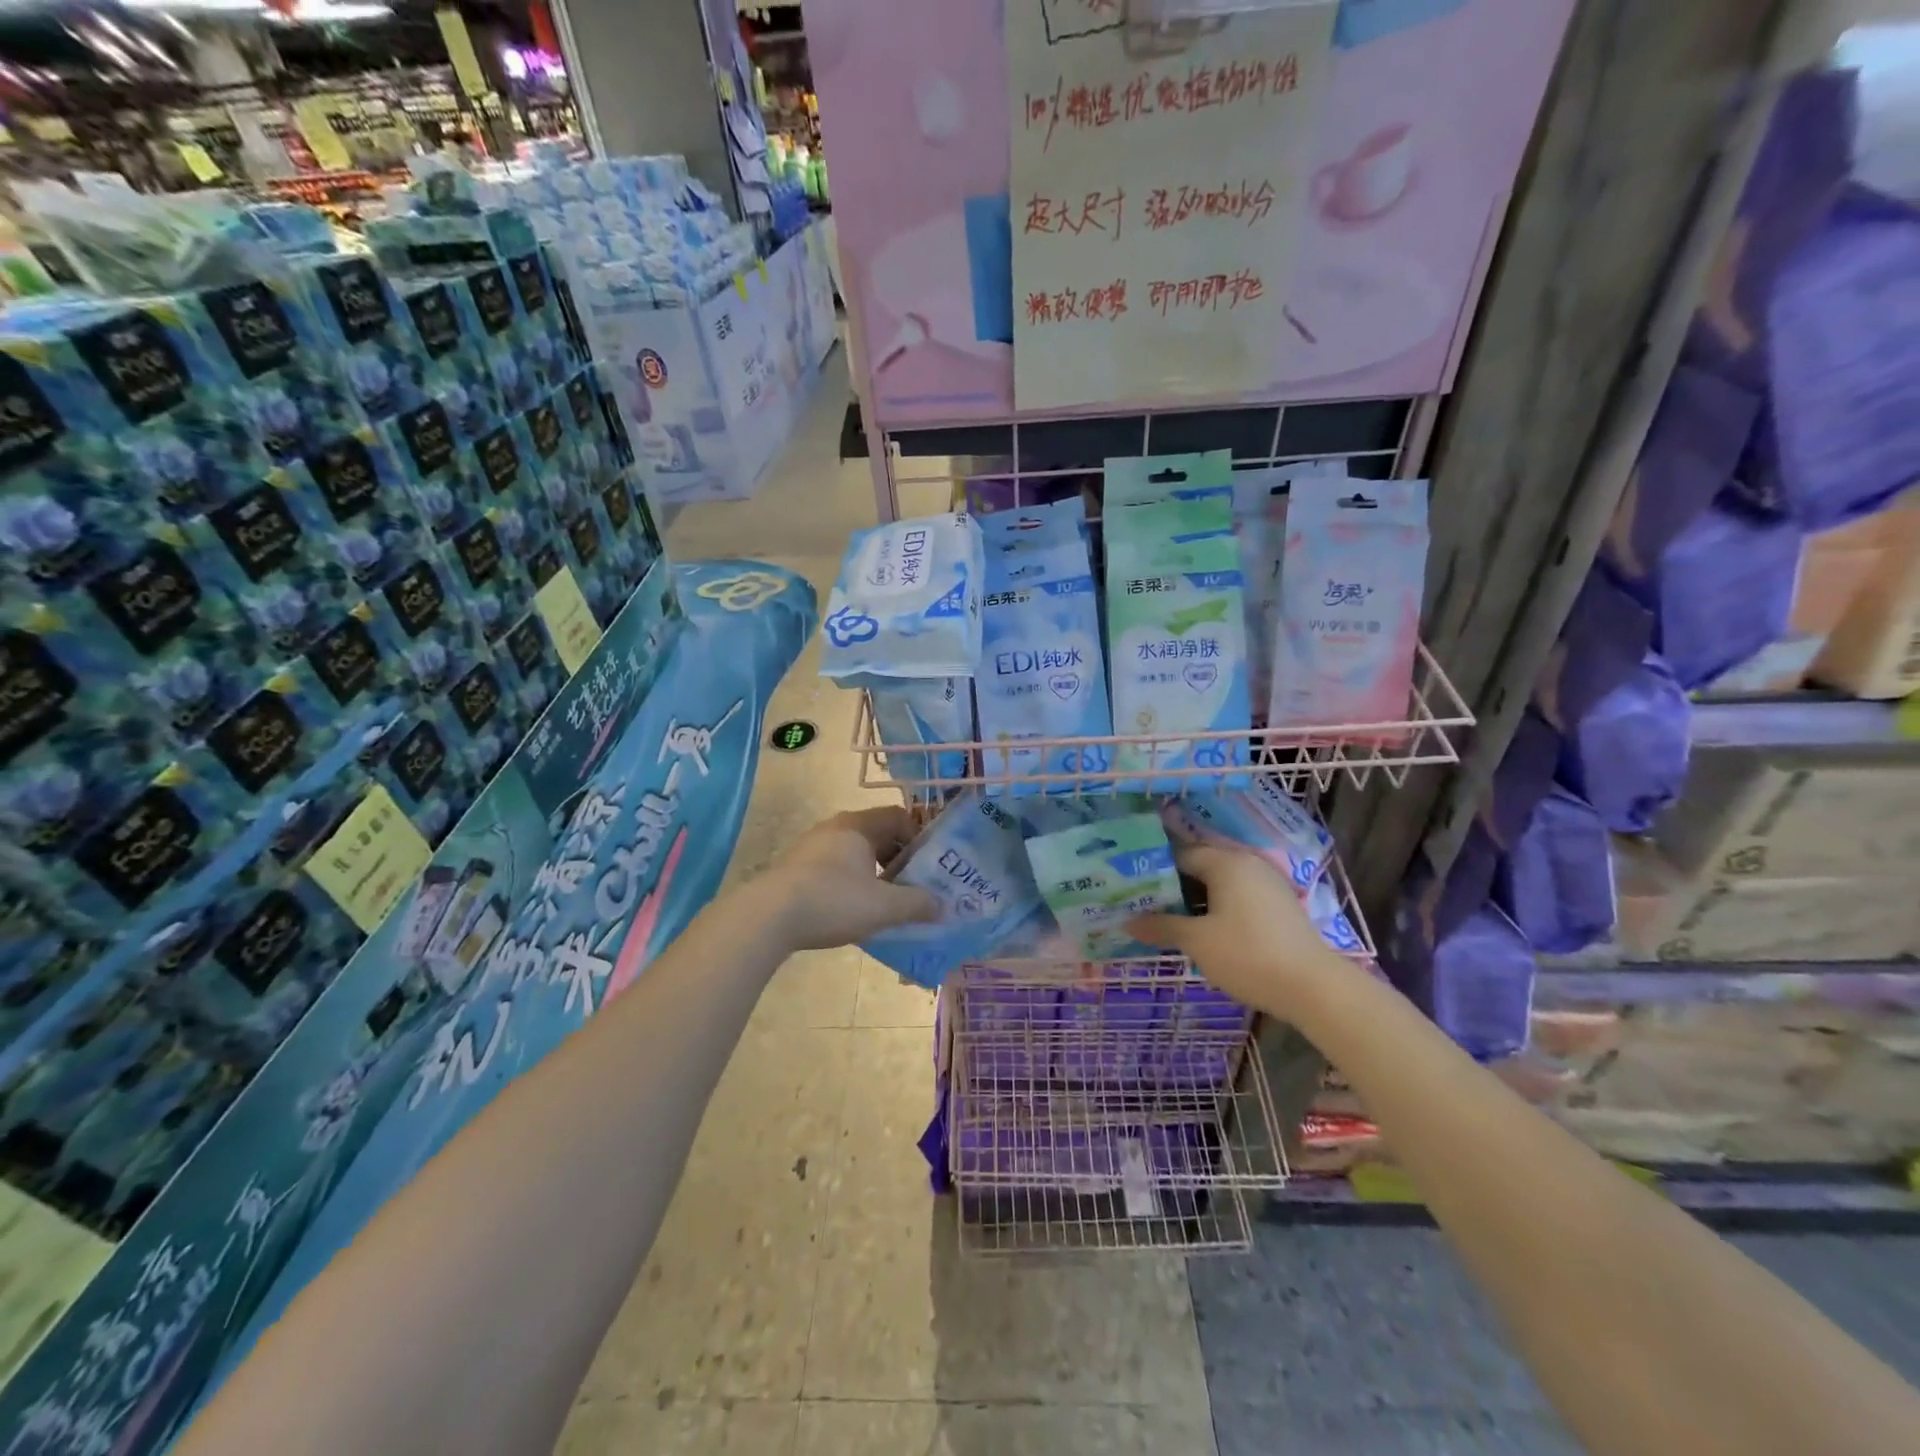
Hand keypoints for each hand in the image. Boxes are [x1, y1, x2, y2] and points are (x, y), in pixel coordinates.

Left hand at [753, 807, 940, 951]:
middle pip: (877, 834)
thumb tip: (943, 906)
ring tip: (883, 901)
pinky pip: (834, 866)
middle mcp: (835, 827)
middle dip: (898, 858)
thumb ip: (917, 904)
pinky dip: (851, 881)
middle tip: (911, 886)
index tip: (928, 866)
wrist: (768, 917)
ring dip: (874, 871)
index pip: (898, 816)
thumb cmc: (833, 900)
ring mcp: (812, 846)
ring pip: (855, 852)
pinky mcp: (796, 867)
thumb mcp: (884, 906)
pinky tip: (851, 909)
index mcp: (858, 825)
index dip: (918, 838)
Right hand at [1128, 842, 1352, 1019]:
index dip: (1154, 870)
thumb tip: (1127, 921)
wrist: (1314, 987)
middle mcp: (1247, 863)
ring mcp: (1267, 883)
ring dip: (1196, 898)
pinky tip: (1207, 929)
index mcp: (1225, 862)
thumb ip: (1161, 926)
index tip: (1133, 888)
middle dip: (1174, 885)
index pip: (1180, 854)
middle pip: (1201, 865)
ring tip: (1172, 919)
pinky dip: (1219, 906)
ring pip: (1221, 882)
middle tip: (1147, 905)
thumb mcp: (1197, 942)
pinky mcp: (1280, 905)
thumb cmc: (1248, 955)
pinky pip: (1239, 895)